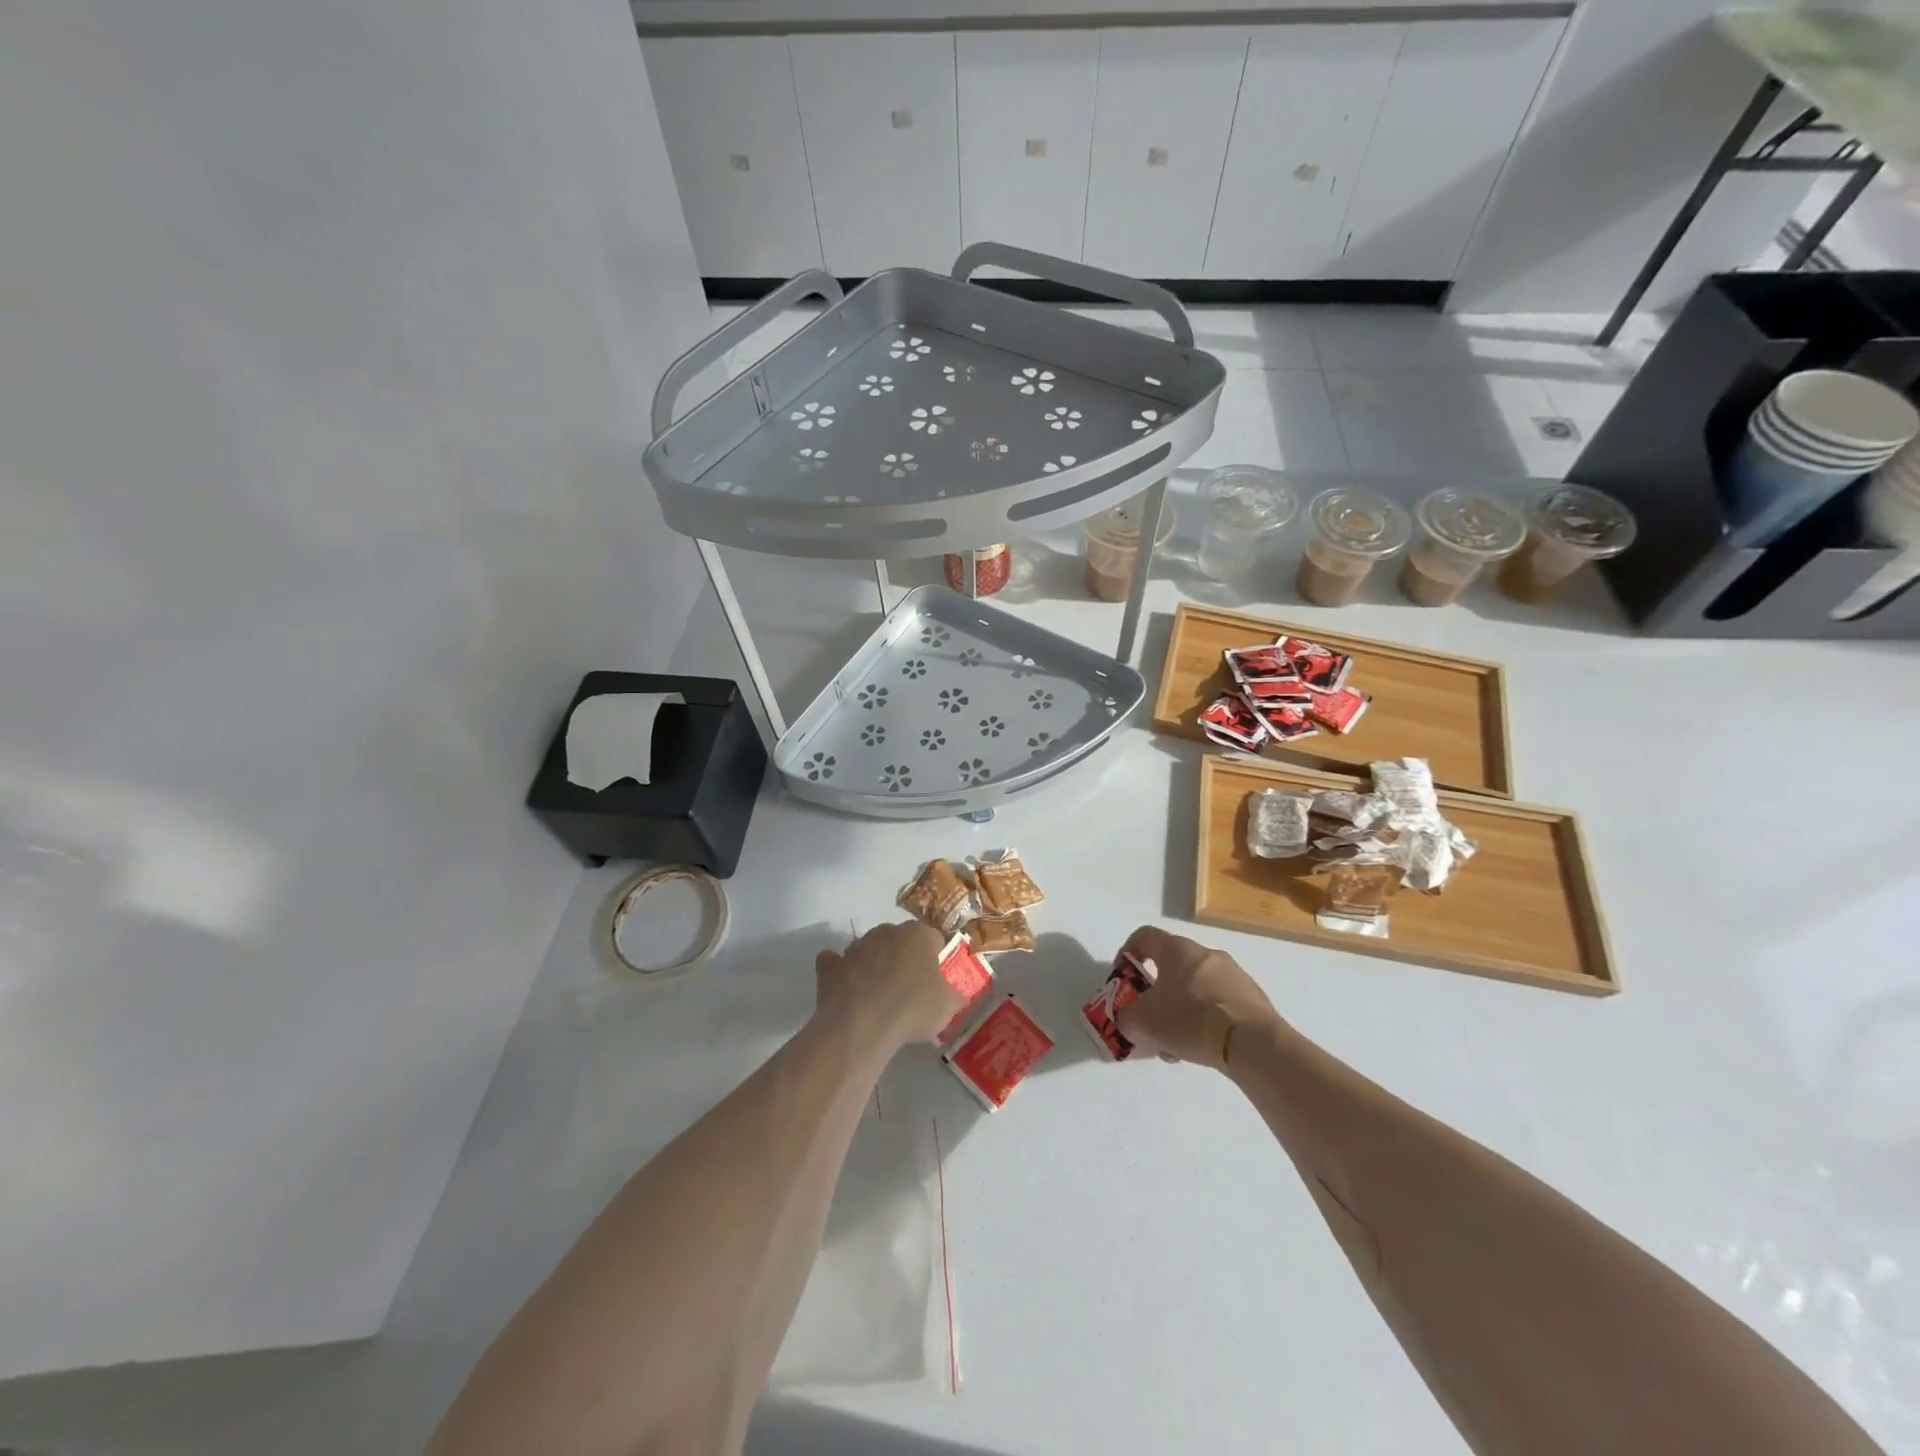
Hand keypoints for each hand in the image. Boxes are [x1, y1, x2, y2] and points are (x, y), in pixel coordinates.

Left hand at [814, 921, 962, 1051]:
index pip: (933, 938)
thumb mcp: (947, 1007)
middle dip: (903, 958)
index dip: (936, 958)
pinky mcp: (830, 966)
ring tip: (879, 997)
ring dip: (874, 965)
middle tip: (909, 989)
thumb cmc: (913, 1008)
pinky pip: (836, 964)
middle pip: (899, 941)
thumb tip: (957, 996)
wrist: (862, 1024)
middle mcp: (886, 931)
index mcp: (918, 934)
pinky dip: (841, 972)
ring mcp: (855, 946)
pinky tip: (847, 990)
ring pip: (869, 950)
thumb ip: (954, 996)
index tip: (935, 980)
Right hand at [1114, 926, 1284, 1069]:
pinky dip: (1206, 1020)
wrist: (1252, 1044)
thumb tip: (1131, 1019)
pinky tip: (1203, 1047)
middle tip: (1150, 1018)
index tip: (1122, 978)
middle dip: (1156, 991)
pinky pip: (1219, 1003)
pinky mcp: (1253, 998)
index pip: (1143, 936)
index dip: (1127, 953)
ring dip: (1181, 1008)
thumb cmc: (1190, 1020)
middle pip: (1171, 965)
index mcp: (1177, 949)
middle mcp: (1206, 953)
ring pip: (1195, 987)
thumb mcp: (1141, 1022)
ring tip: (1177, 1043)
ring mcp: (1234, 974)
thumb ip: (1126, 1017)